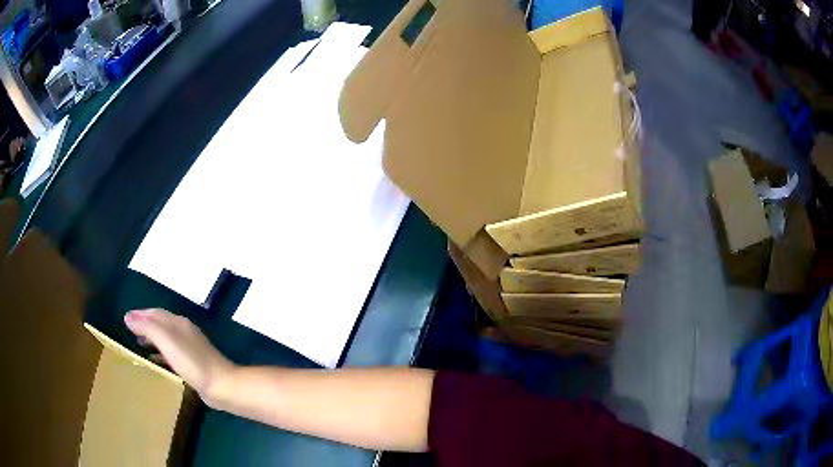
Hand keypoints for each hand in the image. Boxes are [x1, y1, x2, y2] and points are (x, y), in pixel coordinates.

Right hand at [125, 308, 234, 406]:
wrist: (221, 385)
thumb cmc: (191, 362)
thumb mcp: (166, 340)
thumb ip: (147, 327)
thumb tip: (128, 317)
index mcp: (178, 323)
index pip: (155, 313)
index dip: (140, 314)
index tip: (125, 319)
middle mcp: (184, 332)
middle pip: (160, 324)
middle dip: (144, 326)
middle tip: (129, 332)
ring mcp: (190, 348)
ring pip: (165, 339)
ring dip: (151, 339)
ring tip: (137, 345)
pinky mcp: (193, 364)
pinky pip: (171, 354)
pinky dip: (160, 353)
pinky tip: (154, 361)